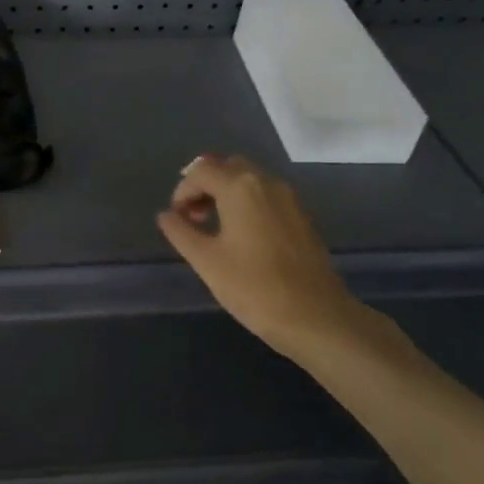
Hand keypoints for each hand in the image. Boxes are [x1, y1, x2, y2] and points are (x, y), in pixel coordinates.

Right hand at [156, 154, 394, 364]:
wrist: (317, 318)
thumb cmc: (255, 288)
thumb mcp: (207, 261)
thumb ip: (181, 232)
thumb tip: (166, 215)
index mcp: (240, 187)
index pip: (200, 171)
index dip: (182, 191)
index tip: (177, 220)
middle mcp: (266, 182)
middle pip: (227, 166)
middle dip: (204, 185)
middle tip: (194, 217)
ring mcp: (289, 197)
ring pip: (249, 178)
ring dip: (226, 192)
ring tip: (215, 227)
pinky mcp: (301, 215)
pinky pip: (266, 194)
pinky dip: (247, 202)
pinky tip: (242, 235)